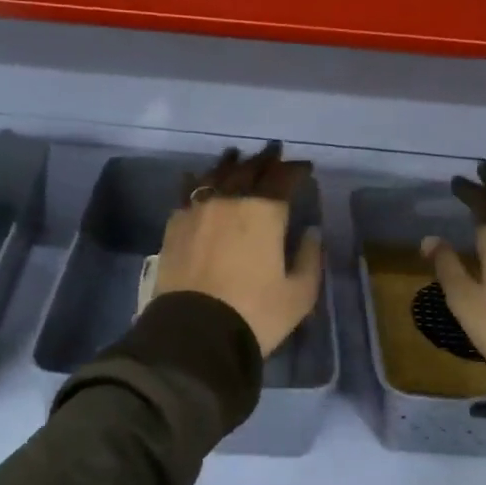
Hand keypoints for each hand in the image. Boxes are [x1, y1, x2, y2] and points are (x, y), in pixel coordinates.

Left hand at [155, 143, 324, 357]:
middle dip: (265, 160)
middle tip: (273, 152)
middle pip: (249, 170)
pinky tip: (195, 179)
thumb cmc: (255, 314)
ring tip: (235, 156)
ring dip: (229, 164)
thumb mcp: (298, 294)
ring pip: (215, 175)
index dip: (296, 170)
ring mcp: (198, 210)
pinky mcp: (174, 226)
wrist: (194, 333)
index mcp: (265, 212)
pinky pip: (187, 193)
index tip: (305, 168)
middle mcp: (230, 201)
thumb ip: (309, 258)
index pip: (283, 179)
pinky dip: (196, 182)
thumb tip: (311, 232)